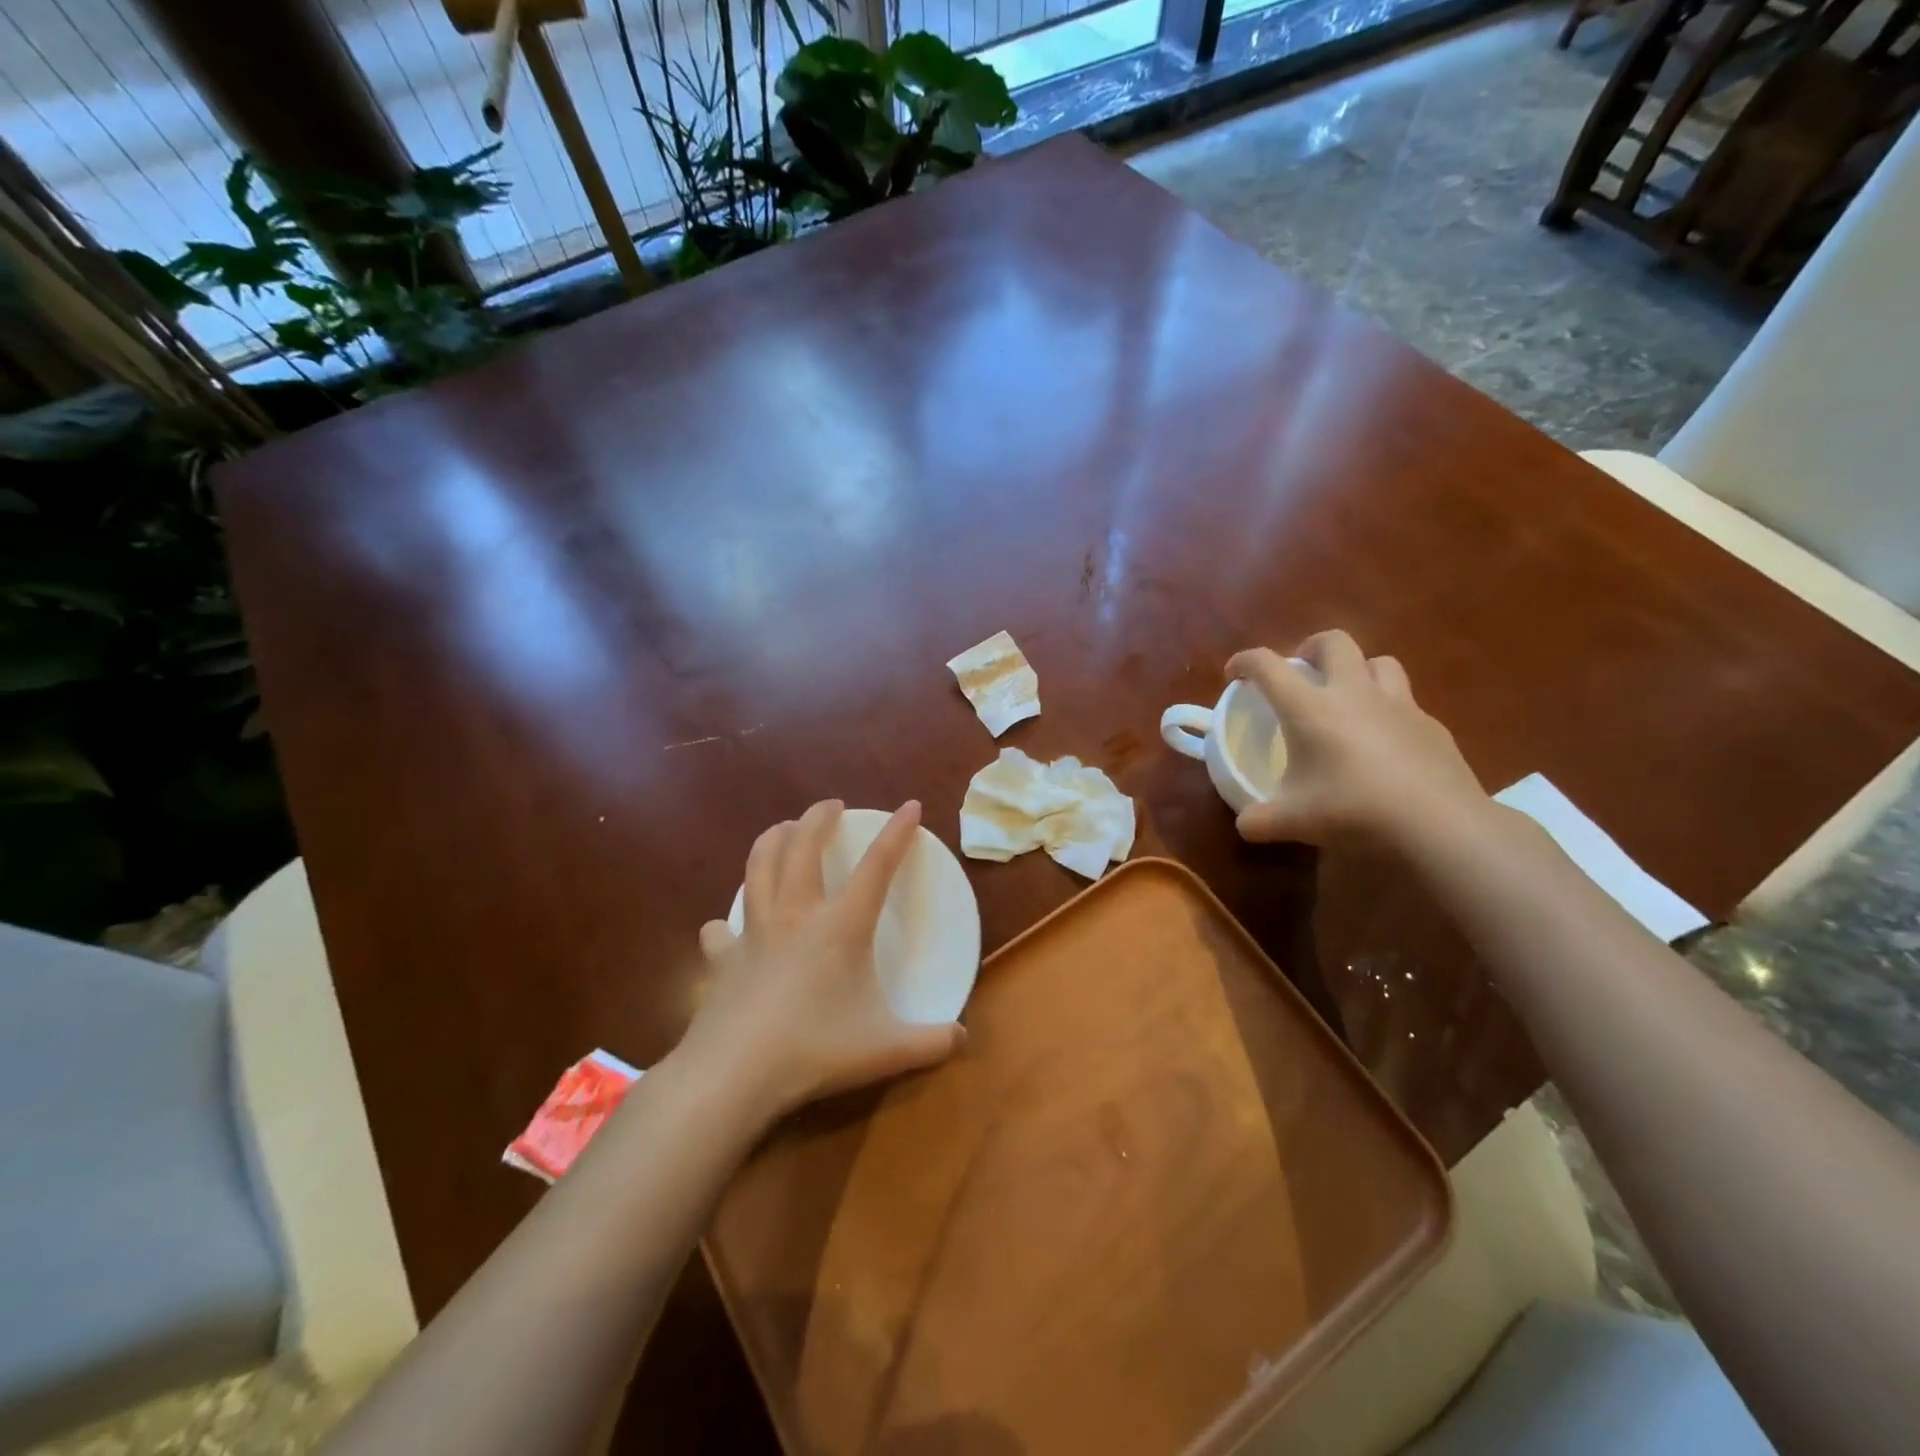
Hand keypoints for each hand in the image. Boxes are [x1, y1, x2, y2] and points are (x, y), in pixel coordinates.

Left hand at [675, 800, 964, 1123]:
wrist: (733, 1075)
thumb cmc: (815, 1052)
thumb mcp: (886, 1051)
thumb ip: (931, 1043)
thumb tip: (963, 1039)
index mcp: (841, 926)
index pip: (877, 866)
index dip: (897, 832)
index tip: (911, 805)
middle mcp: (796, 915)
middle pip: (802, 845)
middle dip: (818, 816)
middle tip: (830, 806)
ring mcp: (753, 932)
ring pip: (758, 866)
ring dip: (771, 839)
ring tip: (782, 829)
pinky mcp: (722, 958)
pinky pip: (721, 929)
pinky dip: (725, 923)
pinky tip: (726, 928)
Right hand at [1228, 631, 1488, 848]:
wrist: (1438, 823)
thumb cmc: (1353, 811)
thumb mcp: (1293, 822)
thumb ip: (1260, 820)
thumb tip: (1245, 824)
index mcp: (1310, 708)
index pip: (1267, 665)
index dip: (1244, 662)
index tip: (1234, 675)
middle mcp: (1353, 694)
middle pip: (1333, 642)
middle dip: (1310, 649)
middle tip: (1300, 675)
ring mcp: (1398, 705)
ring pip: (1378, 662)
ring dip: (1357, 671)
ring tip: (1347, 699)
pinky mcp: (1431, 726)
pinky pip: (1406, 703)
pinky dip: (1388, 712)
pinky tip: (1385, 743)